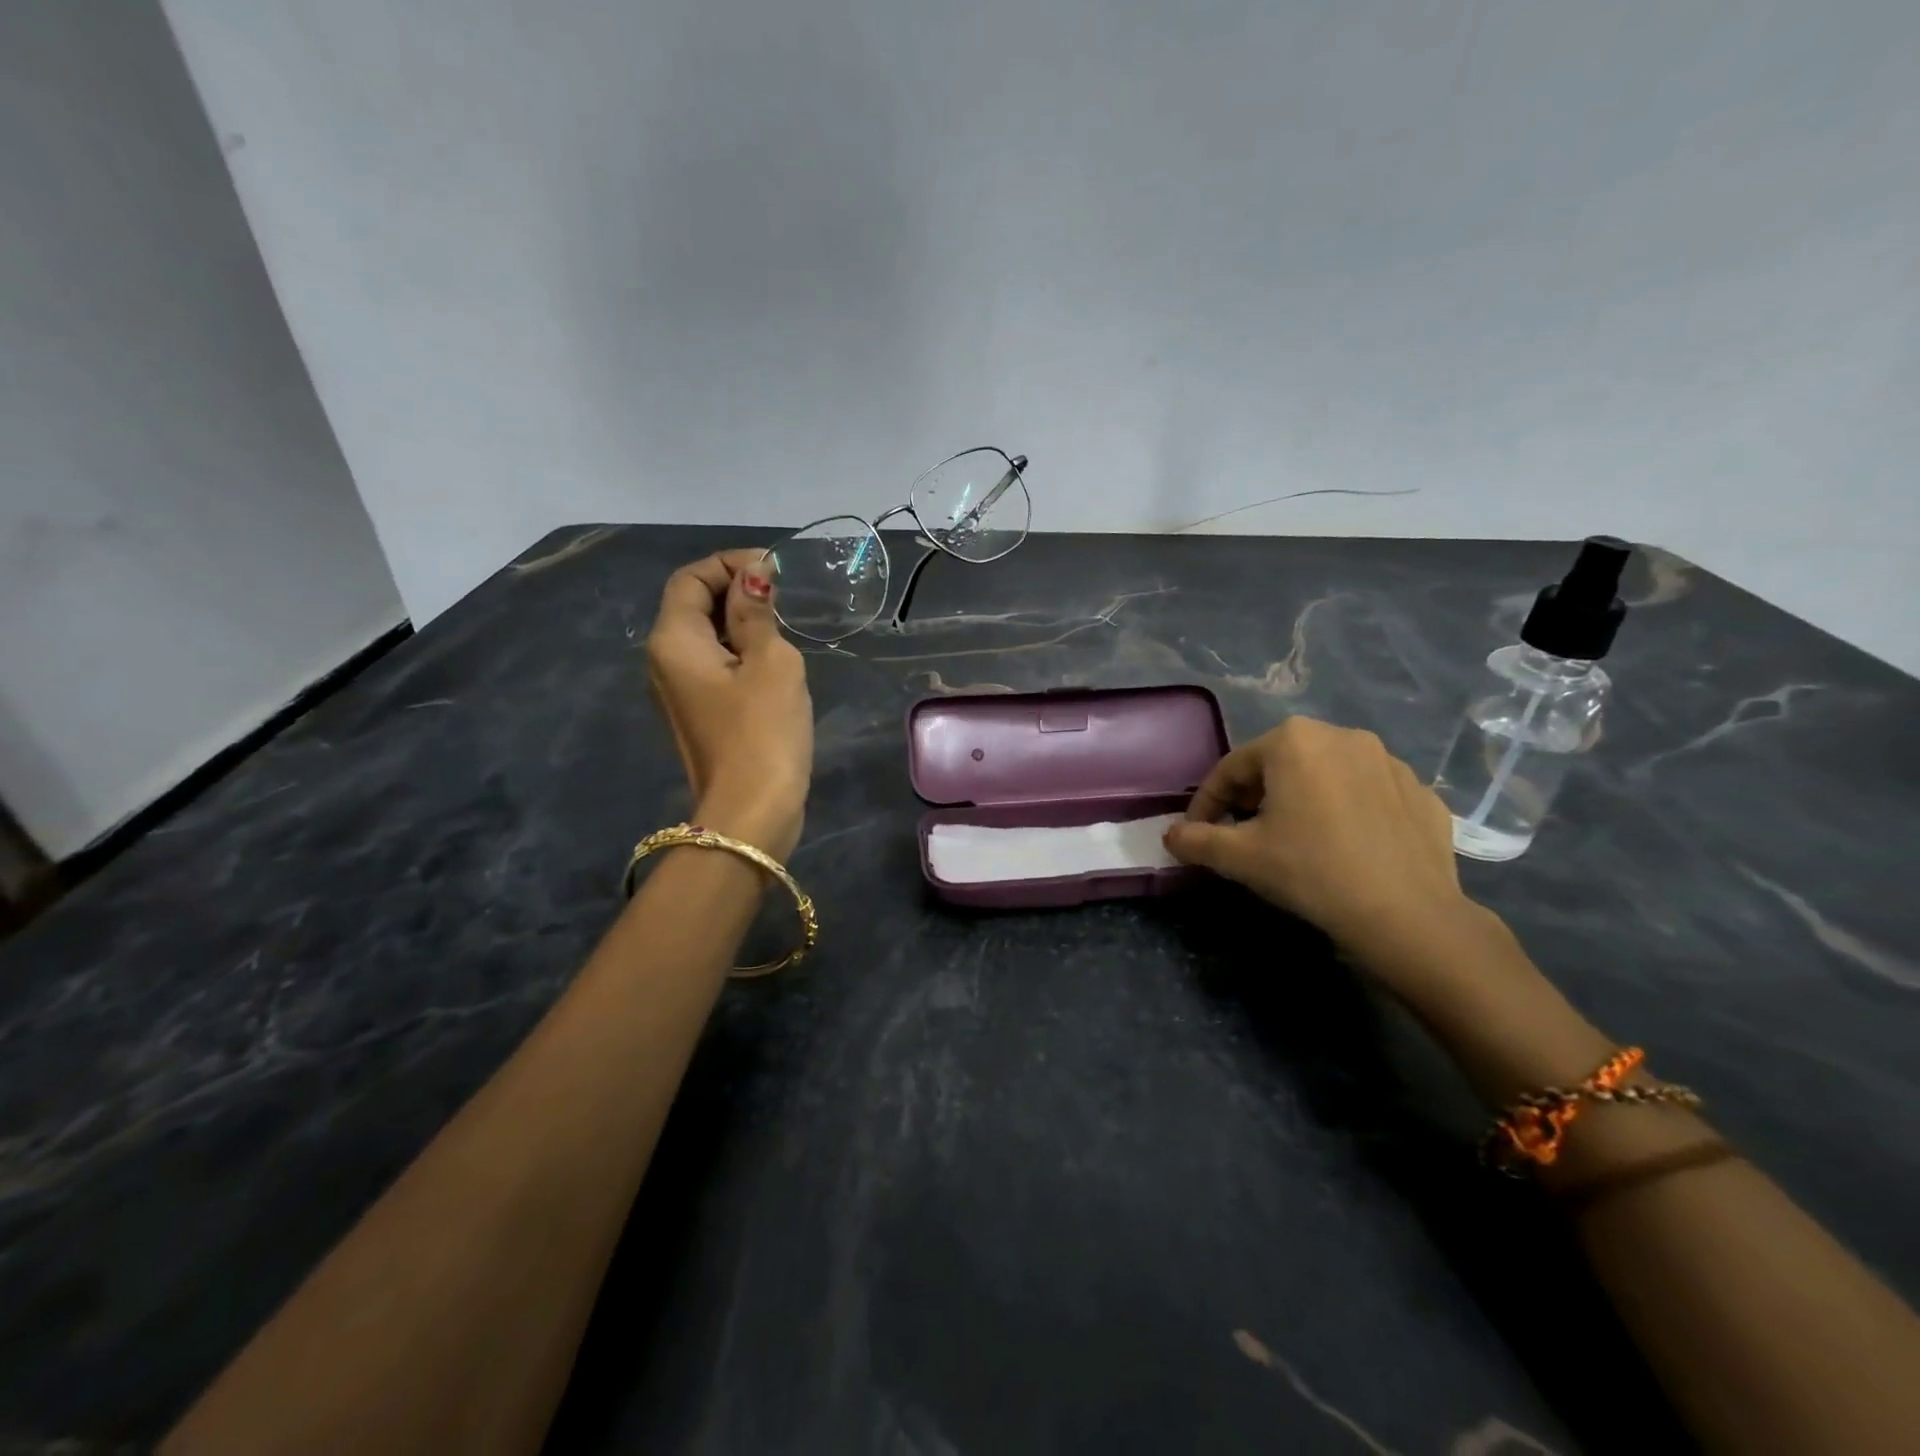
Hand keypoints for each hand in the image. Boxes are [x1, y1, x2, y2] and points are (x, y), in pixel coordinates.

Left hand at [645, 550, 812, 859]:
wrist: (751, 812)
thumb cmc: (763, 731)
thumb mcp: (771, 662)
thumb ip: (757, 612)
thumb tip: (754, 575)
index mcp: (674, 640)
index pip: (690, 577)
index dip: (730, 564)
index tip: (775, 571)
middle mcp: (664, 660)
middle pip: (693, 604)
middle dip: (737, 591)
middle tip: (785, 599)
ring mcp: (678, 690)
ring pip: (706, 636)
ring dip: (741, 622)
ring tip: (784, 629)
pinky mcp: (698, 712)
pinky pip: (714, 665)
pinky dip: (740, 652)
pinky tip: (773, 664)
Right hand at [1164, 717, 1475, 972]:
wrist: (1407, 915)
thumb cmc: (1311, 871)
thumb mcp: (1239, 858)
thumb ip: (1196, 839)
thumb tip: (1171, 836)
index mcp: (1293, 741)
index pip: (1232, 768)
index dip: (1207, 802)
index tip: (1197, 832)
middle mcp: (1342, 735)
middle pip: (1279, 764)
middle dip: (1255, 796)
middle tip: (1244, 834)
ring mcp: (1389, 761)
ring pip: (1326, 775)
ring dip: (1302, 799)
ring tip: (1296, 839)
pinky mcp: (1421, 792)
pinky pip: (1368, 793)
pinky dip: (1348, 811)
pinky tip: (1346, 846)